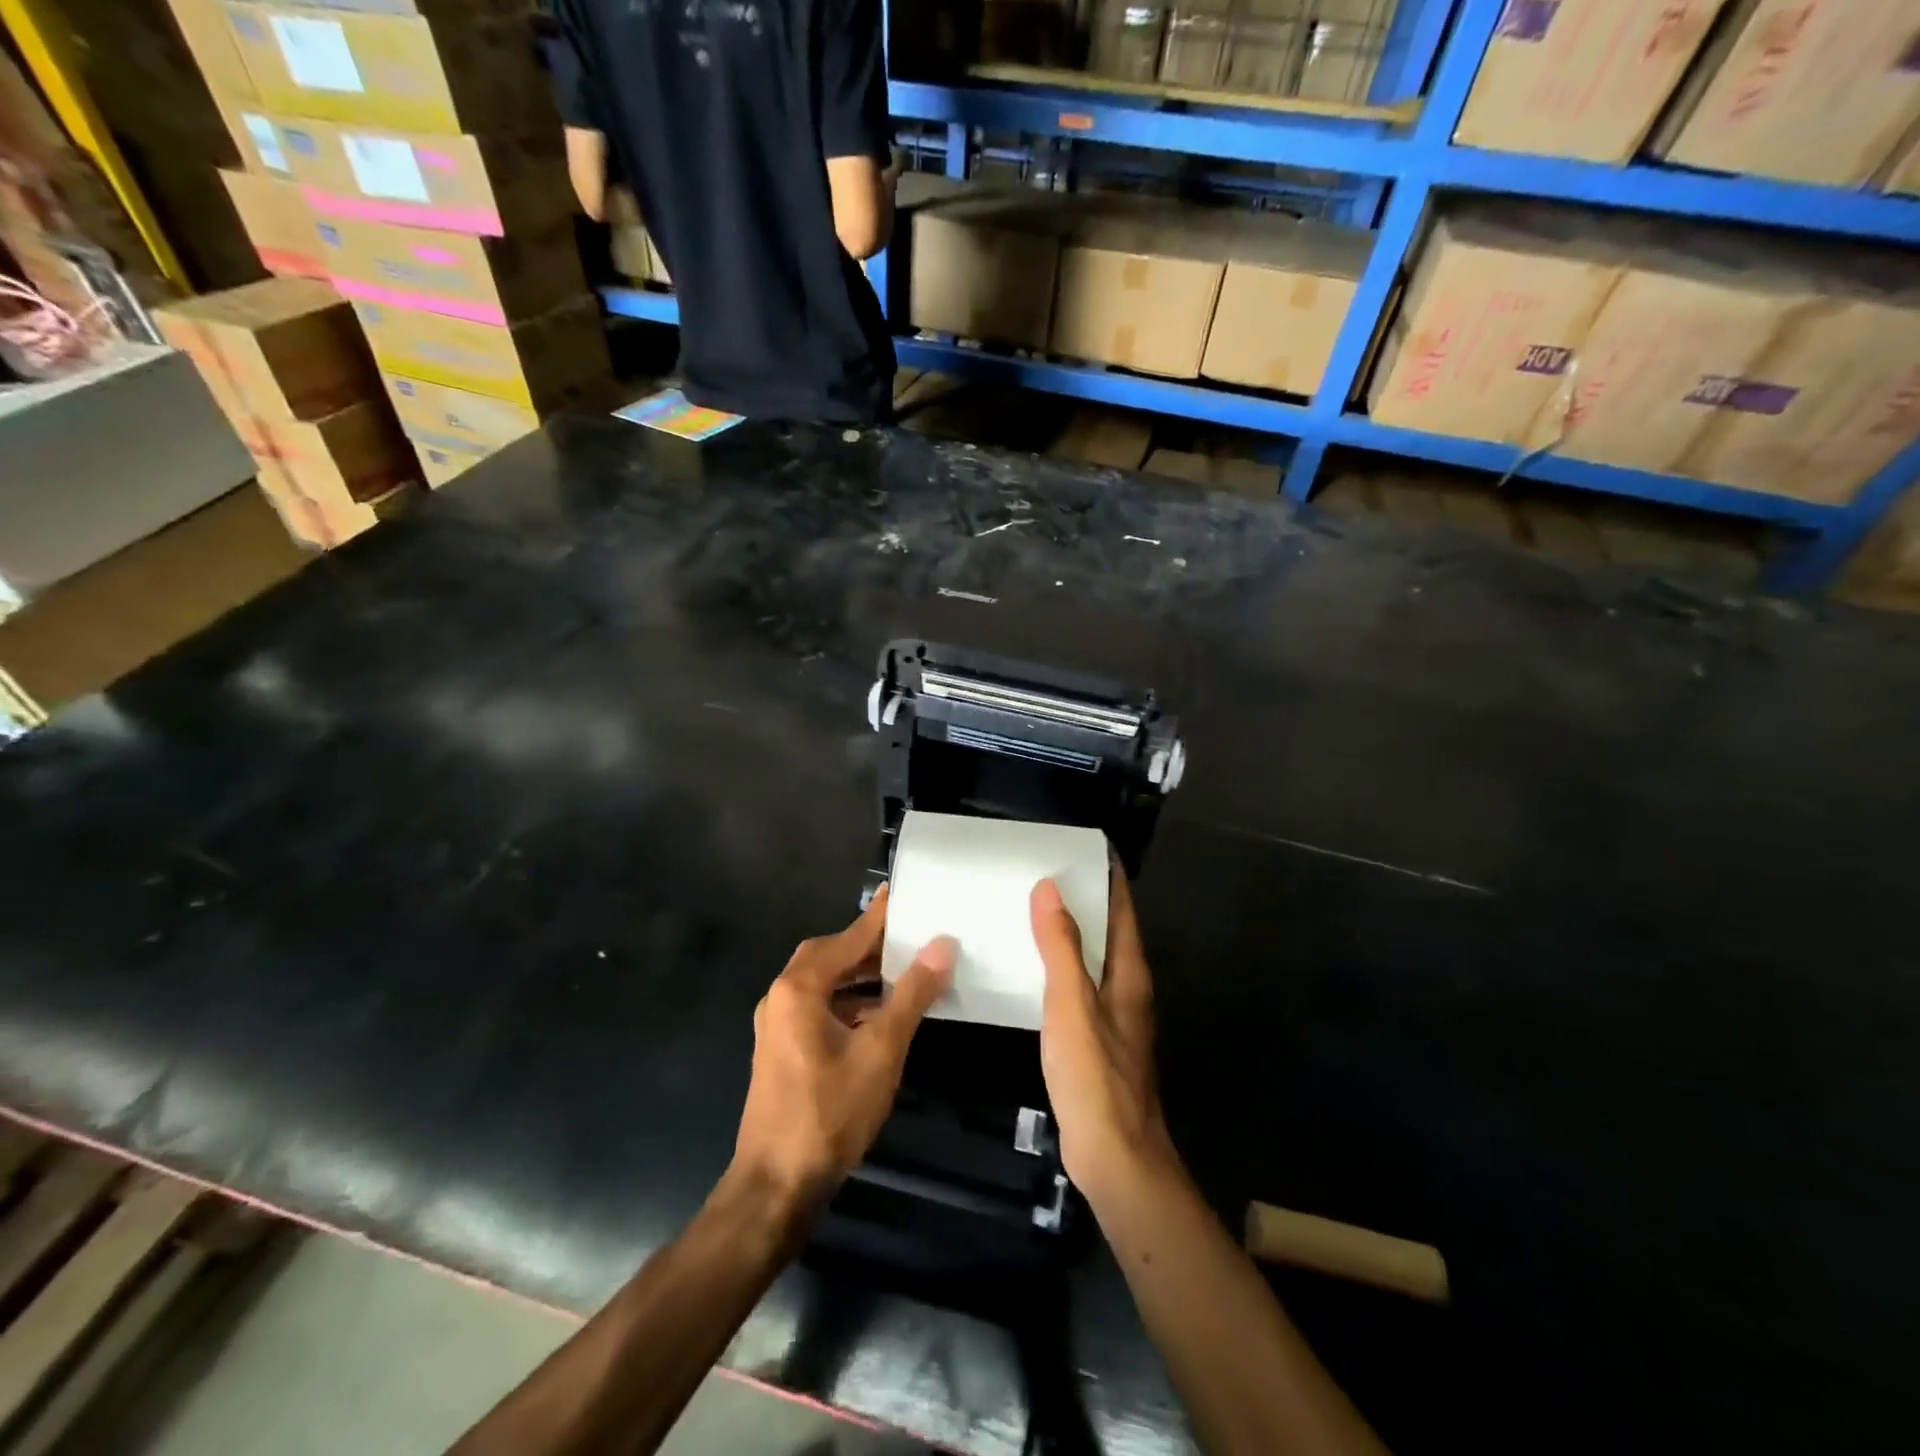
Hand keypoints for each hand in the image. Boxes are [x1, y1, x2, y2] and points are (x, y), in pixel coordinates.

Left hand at [733, 886, 954, 1209]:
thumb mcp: (881, 1051)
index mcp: (799, 988)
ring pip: (824, 982)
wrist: (776, 1185)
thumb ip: (911, 994)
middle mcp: (781, 996)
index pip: (848, 938)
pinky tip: (879, 1014)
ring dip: (860, 975)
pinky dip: (849, 1001)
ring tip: (902, 972)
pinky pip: (819, 1006)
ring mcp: (777, 1024)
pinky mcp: (782, 1048)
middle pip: (829, 955)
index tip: (902, 892)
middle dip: (869, 945)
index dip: (879, 917)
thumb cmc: (830, 1112)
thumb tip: (942, 946)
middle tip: (909, 937)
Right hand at [1032, 872, 1174, 1198]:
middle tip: (1046, 873)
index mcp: (1129, 974)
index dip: (1109, 878)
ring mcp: (1114, 1017)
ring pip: (1094, 960)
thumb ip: (1061, 947)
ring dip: (1071, 934)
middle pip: (1111, 932)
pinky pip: (1079, 987)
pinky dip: (1061, 967)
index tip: (1085, 848)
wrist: (1114, 1155)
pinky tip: (1033, 970)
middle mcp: (1127, 989)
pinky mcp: (1097, 1041)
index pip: (1122, 911)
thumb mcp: (1072, 1004)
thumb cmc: (1095, 1075)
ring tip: (1033, 912)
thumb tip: (1050, 888)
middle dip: (1086, 900)